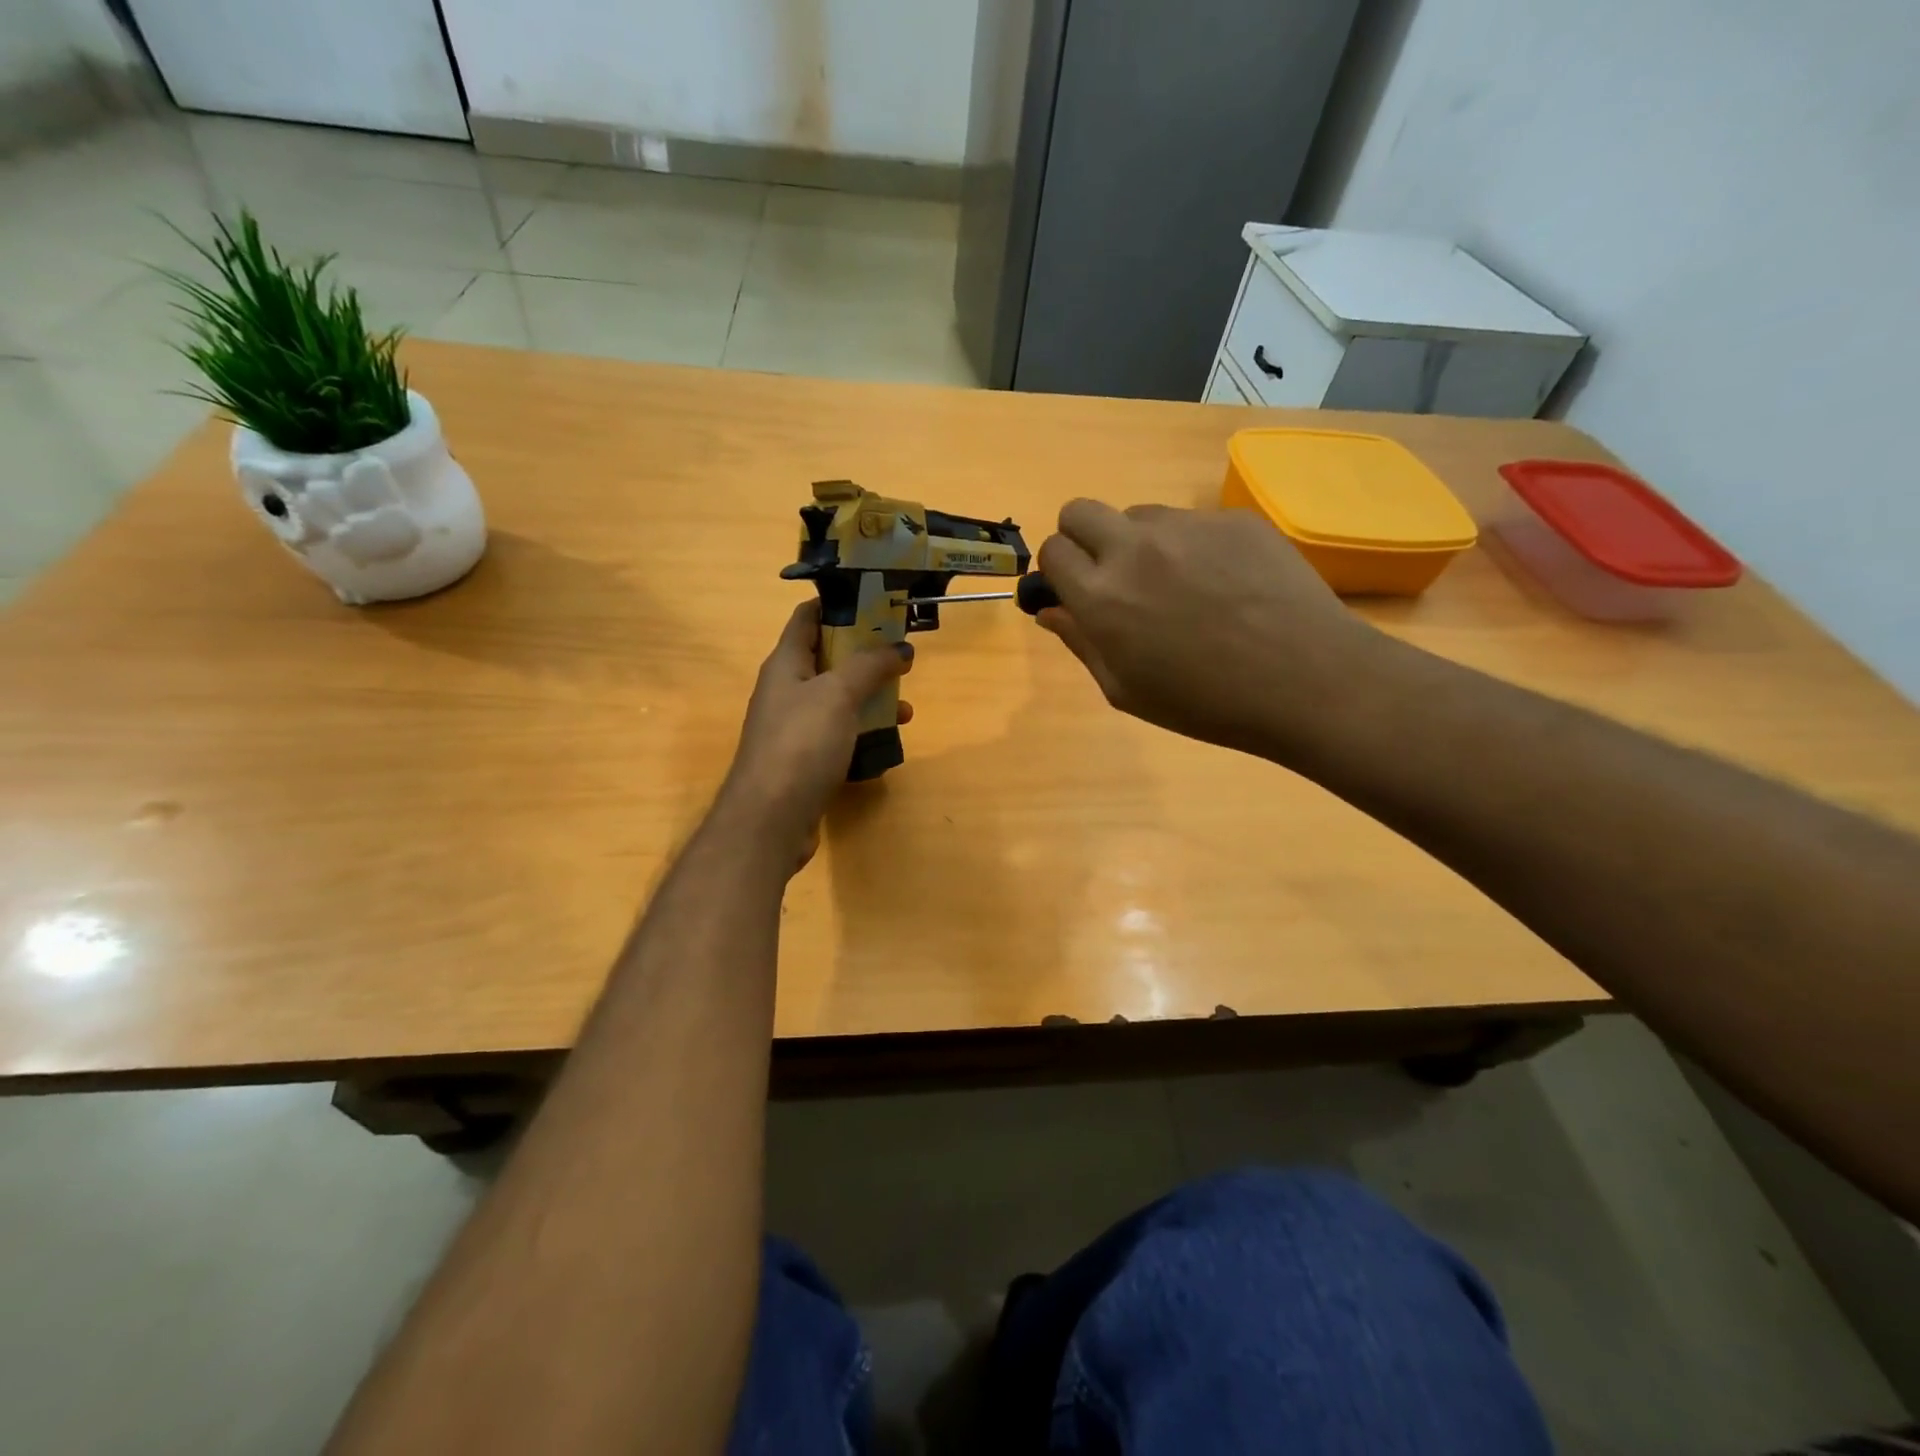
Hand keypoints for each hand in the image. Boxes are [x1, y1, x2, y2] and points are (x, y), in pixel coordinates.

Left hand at [717, 600, 912, 867]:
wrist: (770, 819)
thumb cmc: (801, 744)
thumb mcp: (838, 694)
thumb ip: (870, 665)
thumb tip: (900, 647)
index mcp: (785, 664)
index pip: (807, 618)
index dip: (839, 605)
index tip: (878, 602)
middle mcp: (786, 691)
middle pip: (828, 659)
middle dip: (865, 655)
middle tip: (902, 655)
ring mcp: (794, 728)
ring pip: (837, 700)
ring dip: (870, 698)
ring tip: (904, 706)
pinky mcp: (805, 760)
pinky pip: (839, 734)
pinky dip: (863, 732)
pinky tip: (887, 743)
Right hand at [1035, 501, 1380, 757]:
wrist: (1306, 681)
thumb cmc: (1205, 703)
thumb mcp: (1126, 690)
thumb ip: (1081, 642)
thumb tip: (1049, 611)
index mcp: (1100, 596)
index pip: (1052, 551)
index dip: (1059, 569)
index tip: (1075, 588)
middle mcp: (1134, 548)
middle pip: (1081, 511)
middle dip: (1083, 537)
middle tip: (1111, 574)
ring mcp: (1187, 526)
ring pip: (1140, 515)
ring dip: (1141, 543)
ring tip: (1181, 586)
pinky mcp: (1233, 519)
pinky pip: (1194, 523)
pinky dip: (1194, 547)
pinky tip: (1226, 584)